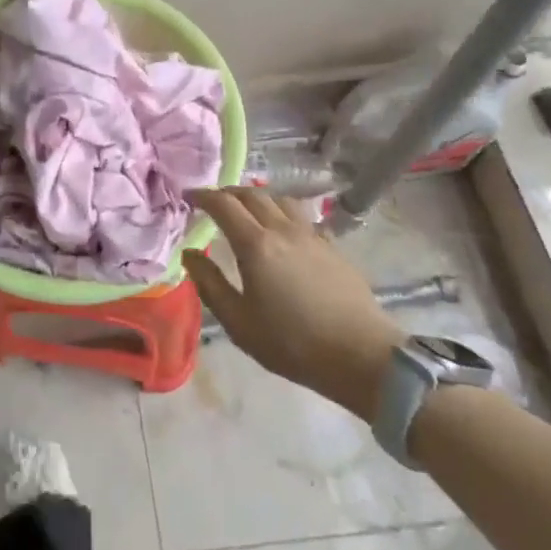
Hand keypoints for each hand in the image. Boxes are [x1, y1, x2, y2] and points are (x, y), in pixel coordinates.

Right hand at [183, 187, 404, 419]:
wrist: (360, 356)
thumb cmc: (292, 343)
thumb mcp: (238, 322)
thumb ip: (210, 284)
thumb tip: (189, 254)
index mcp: (255, 244)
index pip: (223, 205)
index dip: (203, 196)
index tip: (189, 196)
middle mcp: (282, 229)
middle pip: (252, 194)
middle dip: (228, 193)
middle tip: (214, 203)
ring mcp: (311, 235)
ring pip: (280, 200)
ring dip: (258, 198)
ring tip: (248, 212)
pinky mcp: (332, 246)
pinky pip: (302, 216)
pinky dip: (283, 213)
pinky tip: (284, 232)